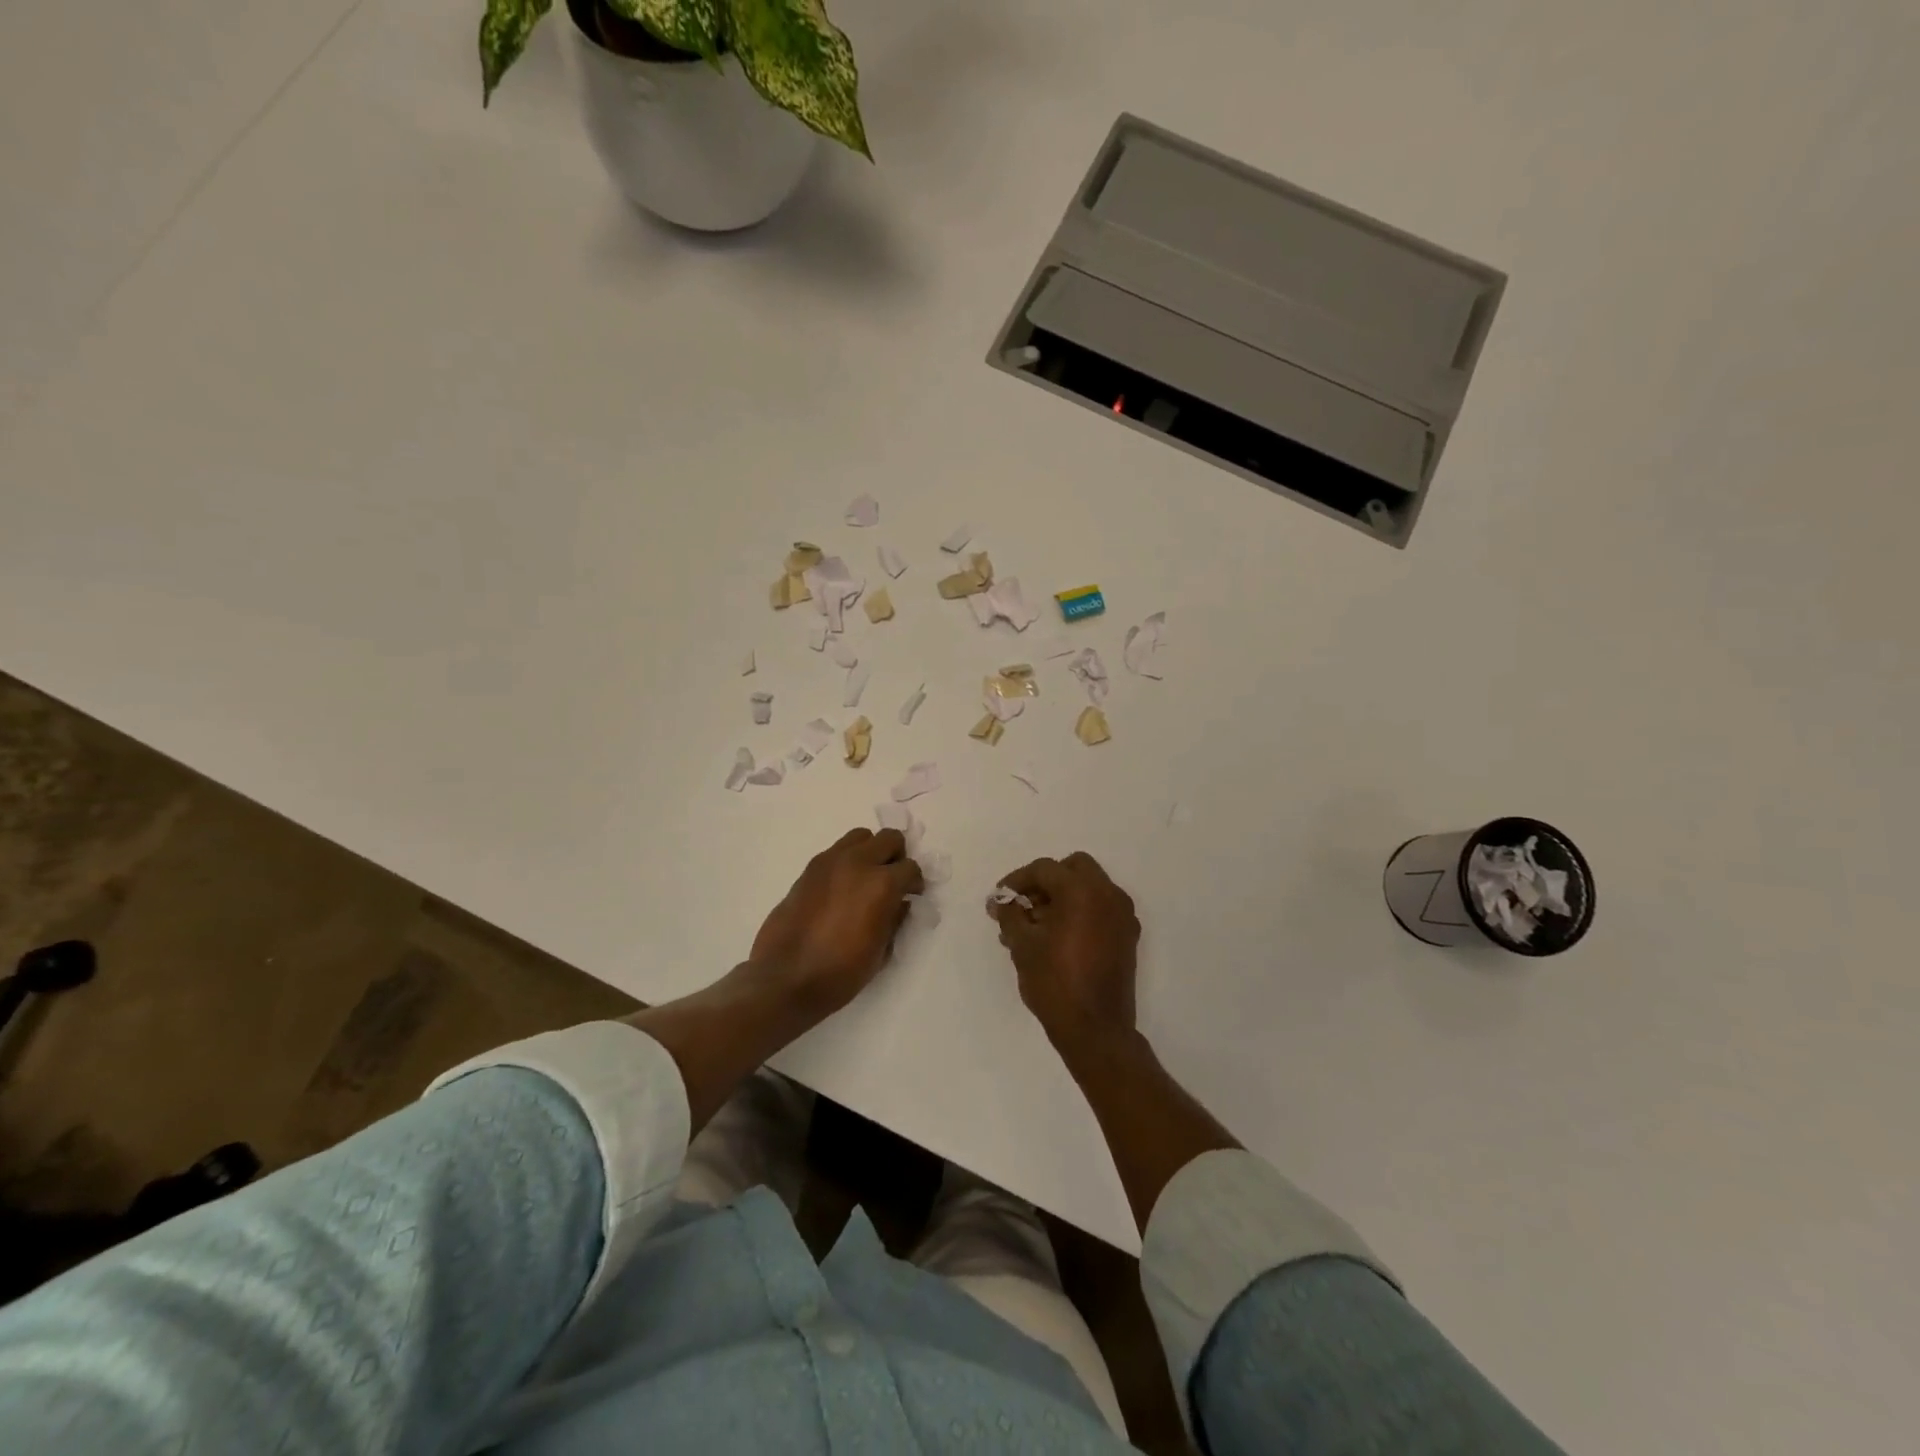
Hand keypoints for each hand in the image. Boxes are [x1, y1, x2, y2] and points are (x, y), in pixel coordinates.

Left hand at [749, 828, 923, 1015]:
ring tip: (866, 878)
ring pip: (861, 836)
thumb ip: (895, 919)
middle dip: (896, 857)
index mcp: (881, 884)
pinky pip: (836, 851)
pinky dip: (847, 860)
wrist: (785, 978)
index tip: (911, 895)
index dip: (915, 883)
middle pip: (889, 838)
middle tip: (892, 881)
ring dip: (870, 852)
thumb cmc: (840, 972)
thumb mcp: (880, 951)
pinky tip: (842, 887)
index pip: (910, 868)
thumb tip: (901, 903)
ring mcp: (830, 862)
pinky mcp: (809, 868)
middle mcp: (858, 863)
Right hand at [988, 852, 1139, 1055]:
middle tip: (1023, 904)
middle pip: (1073, 868)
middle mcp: (1108, 894)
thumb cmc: (1054, 982)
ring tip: (1035, 925)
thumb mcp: (1022, 945)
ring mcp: (1122, 915)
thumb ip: (1010, 914)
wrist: (1096, 1030)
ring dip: (1063, 896)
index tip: (1000, 898)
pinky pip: (1100, 909)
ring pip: (1089, 888)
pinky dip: (1080, 912)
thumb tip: (1001, 901)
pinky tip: (1057, 937)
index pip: (1044, 869)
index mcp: (1082, 891)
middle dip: (1046, 882)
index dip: (1017, 881)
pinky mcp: (1127, 936)